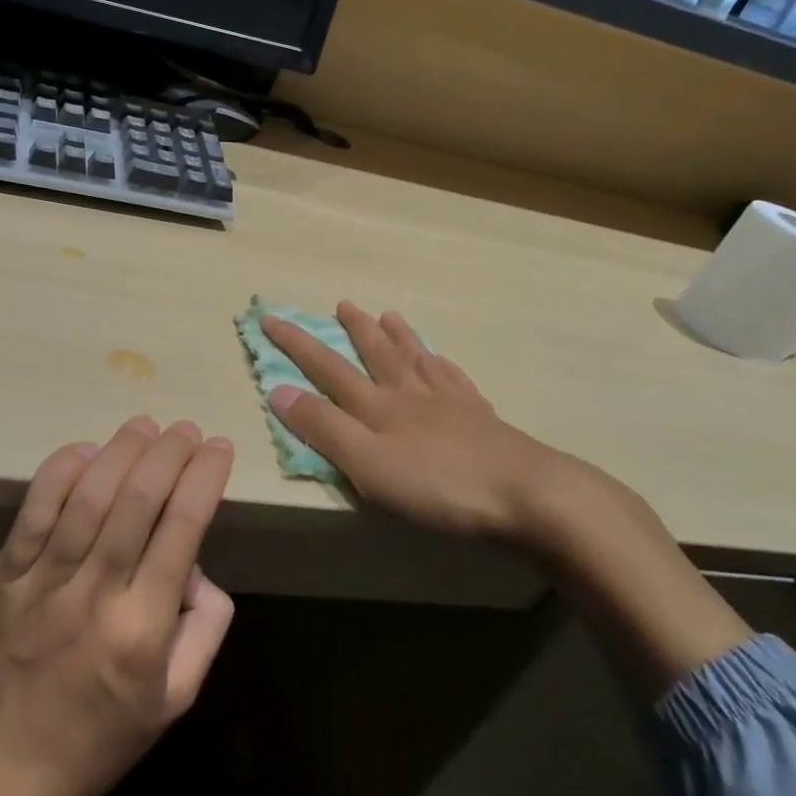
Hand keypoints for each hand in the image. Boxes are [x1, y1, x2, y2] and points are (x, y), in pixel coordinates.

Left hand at [0, 417, 234, 795]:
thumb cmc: (99, 742)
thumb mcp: (176, 700)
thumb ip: (205, 628)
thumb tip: (196, 564)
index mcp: (142, 628)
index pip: (182, 527)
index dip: (204, 477)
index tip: (218, 448)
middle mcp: (93, 595)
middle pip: (137, 500)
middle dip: (169, 453)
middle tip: (186, 429)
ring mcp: (40, 583)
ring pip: (87, 497)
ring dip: (120, 451)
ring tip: (145, 426)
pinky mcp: (1, 578)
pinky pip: (32, 512)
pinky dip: (60, 473)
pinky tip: (85, 450)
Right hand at [262, 303, 606, 551]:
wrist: (525, 492)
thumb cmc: (437, 484)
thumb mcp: (366, 463)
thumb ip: (323, 428)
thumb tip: (278, 389)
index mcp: (378, 406)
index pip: (327, 367)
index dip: (297, 343)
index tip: (270, 318)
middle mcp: (410, 394)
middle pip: (377, 353)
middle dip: (355, 329)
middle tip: (343, 303)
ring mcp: (450, 403)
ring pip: (417, 359)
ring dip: (399, 337)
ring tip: (390, 315)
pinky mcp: (481, 419)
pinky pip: (455, 380)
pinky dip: (443, 365)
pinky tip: (443, 361)